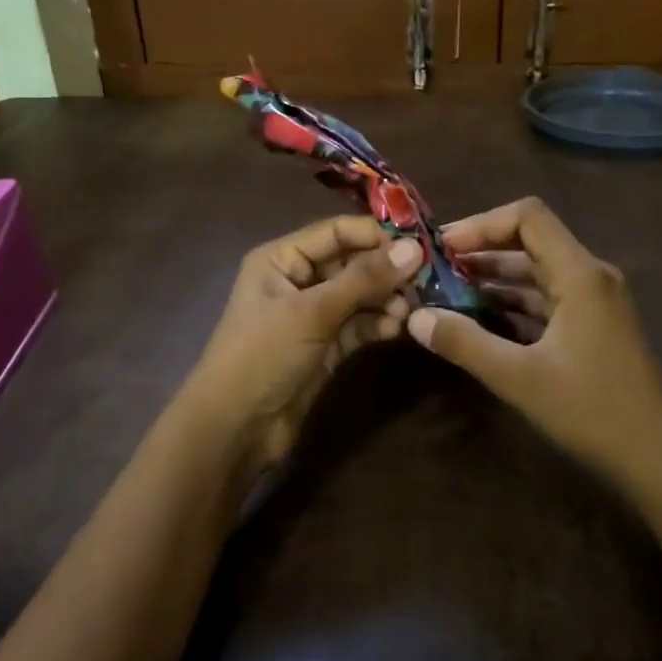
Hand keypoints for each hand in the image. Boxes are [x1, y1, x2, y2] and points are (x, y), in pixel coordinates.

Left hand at [180, 215, 424, 473]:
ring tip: (411, 311)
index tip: (420, 245)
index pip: (337, 231)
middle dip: (386, 271)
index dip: (376, 235)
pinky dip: (378, 325)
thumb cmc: (263, 355)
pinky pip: (359, 325)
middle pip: (352, 262)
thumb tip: (414, 248)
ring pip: (360, 296)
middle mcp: (298, 279)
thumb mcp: (312, 311)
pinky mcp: (326, 346)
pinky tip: (399, 329)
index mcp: (282, 258)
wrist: (235, 429)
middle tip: (426, 281)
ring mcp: (313, 315)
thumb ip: (364, 279)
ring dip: (387, 300)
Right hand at [404, 198, 661, 488]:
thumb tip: (415, 318)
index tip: (443, 248)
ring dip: (493, 279)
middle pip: (529, 241)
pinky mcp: (592, 326)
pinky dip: (512, 303)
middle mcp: (589, 276)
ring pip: (536, 272)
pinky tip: (479, 320)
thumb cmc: (592, 411)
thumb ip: (465, 343)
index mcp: (579, 274)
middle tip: (434, 271)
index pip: (528, 217)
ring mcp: (594, 302)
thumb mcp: (520, 377)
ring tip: (446, 294)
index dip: (481, 224)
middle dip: (480, 252)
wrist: (657, 459)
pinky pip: (546, 299)